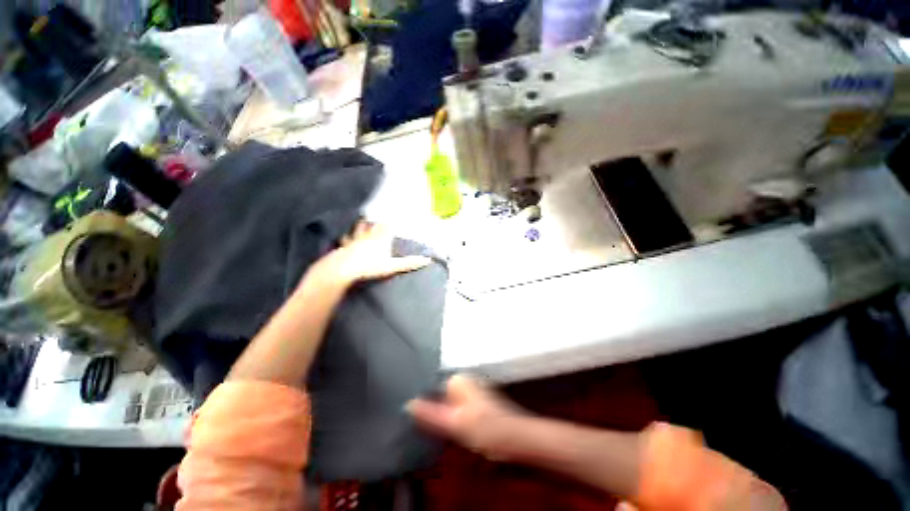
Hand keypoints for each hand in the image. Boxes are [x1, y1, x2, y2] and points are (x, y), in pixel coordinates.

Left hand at [310, 221, 431, 288]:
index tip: (398, 215)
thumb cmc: (369, 267)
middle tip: (380, 216)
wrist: (343, 270)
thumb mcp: (392, 266)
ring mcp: (355, 240)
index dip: (393, 221)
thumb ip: (409, 263)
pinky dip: (347, 236)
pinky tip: (345, 236)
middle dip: (378, 220)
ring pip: (360, 228)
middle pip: (374, 224)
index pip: (389, 226)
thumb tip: (427, 260)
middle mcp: (368, 236)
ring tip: (363, 220)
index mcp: (381, 238)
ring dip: (363, 224)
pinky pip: (346, 238)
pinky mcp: (344, 247)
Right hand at [407, 375, 526, 459]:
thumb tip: (407, 404)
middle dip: (427, 406)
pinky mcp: (476, 405)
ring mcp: (471, 392)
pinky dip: (448, 417)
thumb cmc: (485, 427)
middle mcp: (464, 381)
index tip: (407, 412)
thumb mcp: (454, 423)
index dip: (419, 398)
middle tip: (412, 421)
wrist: (515, 439)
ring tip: (423, 426)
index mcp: (458, 379)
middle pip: (438, 393)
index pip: (430, 383)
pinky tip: (443, 429)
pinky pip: (455, 409)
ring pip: (446, 402)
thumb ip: (430, 414)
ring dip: (437, 413)